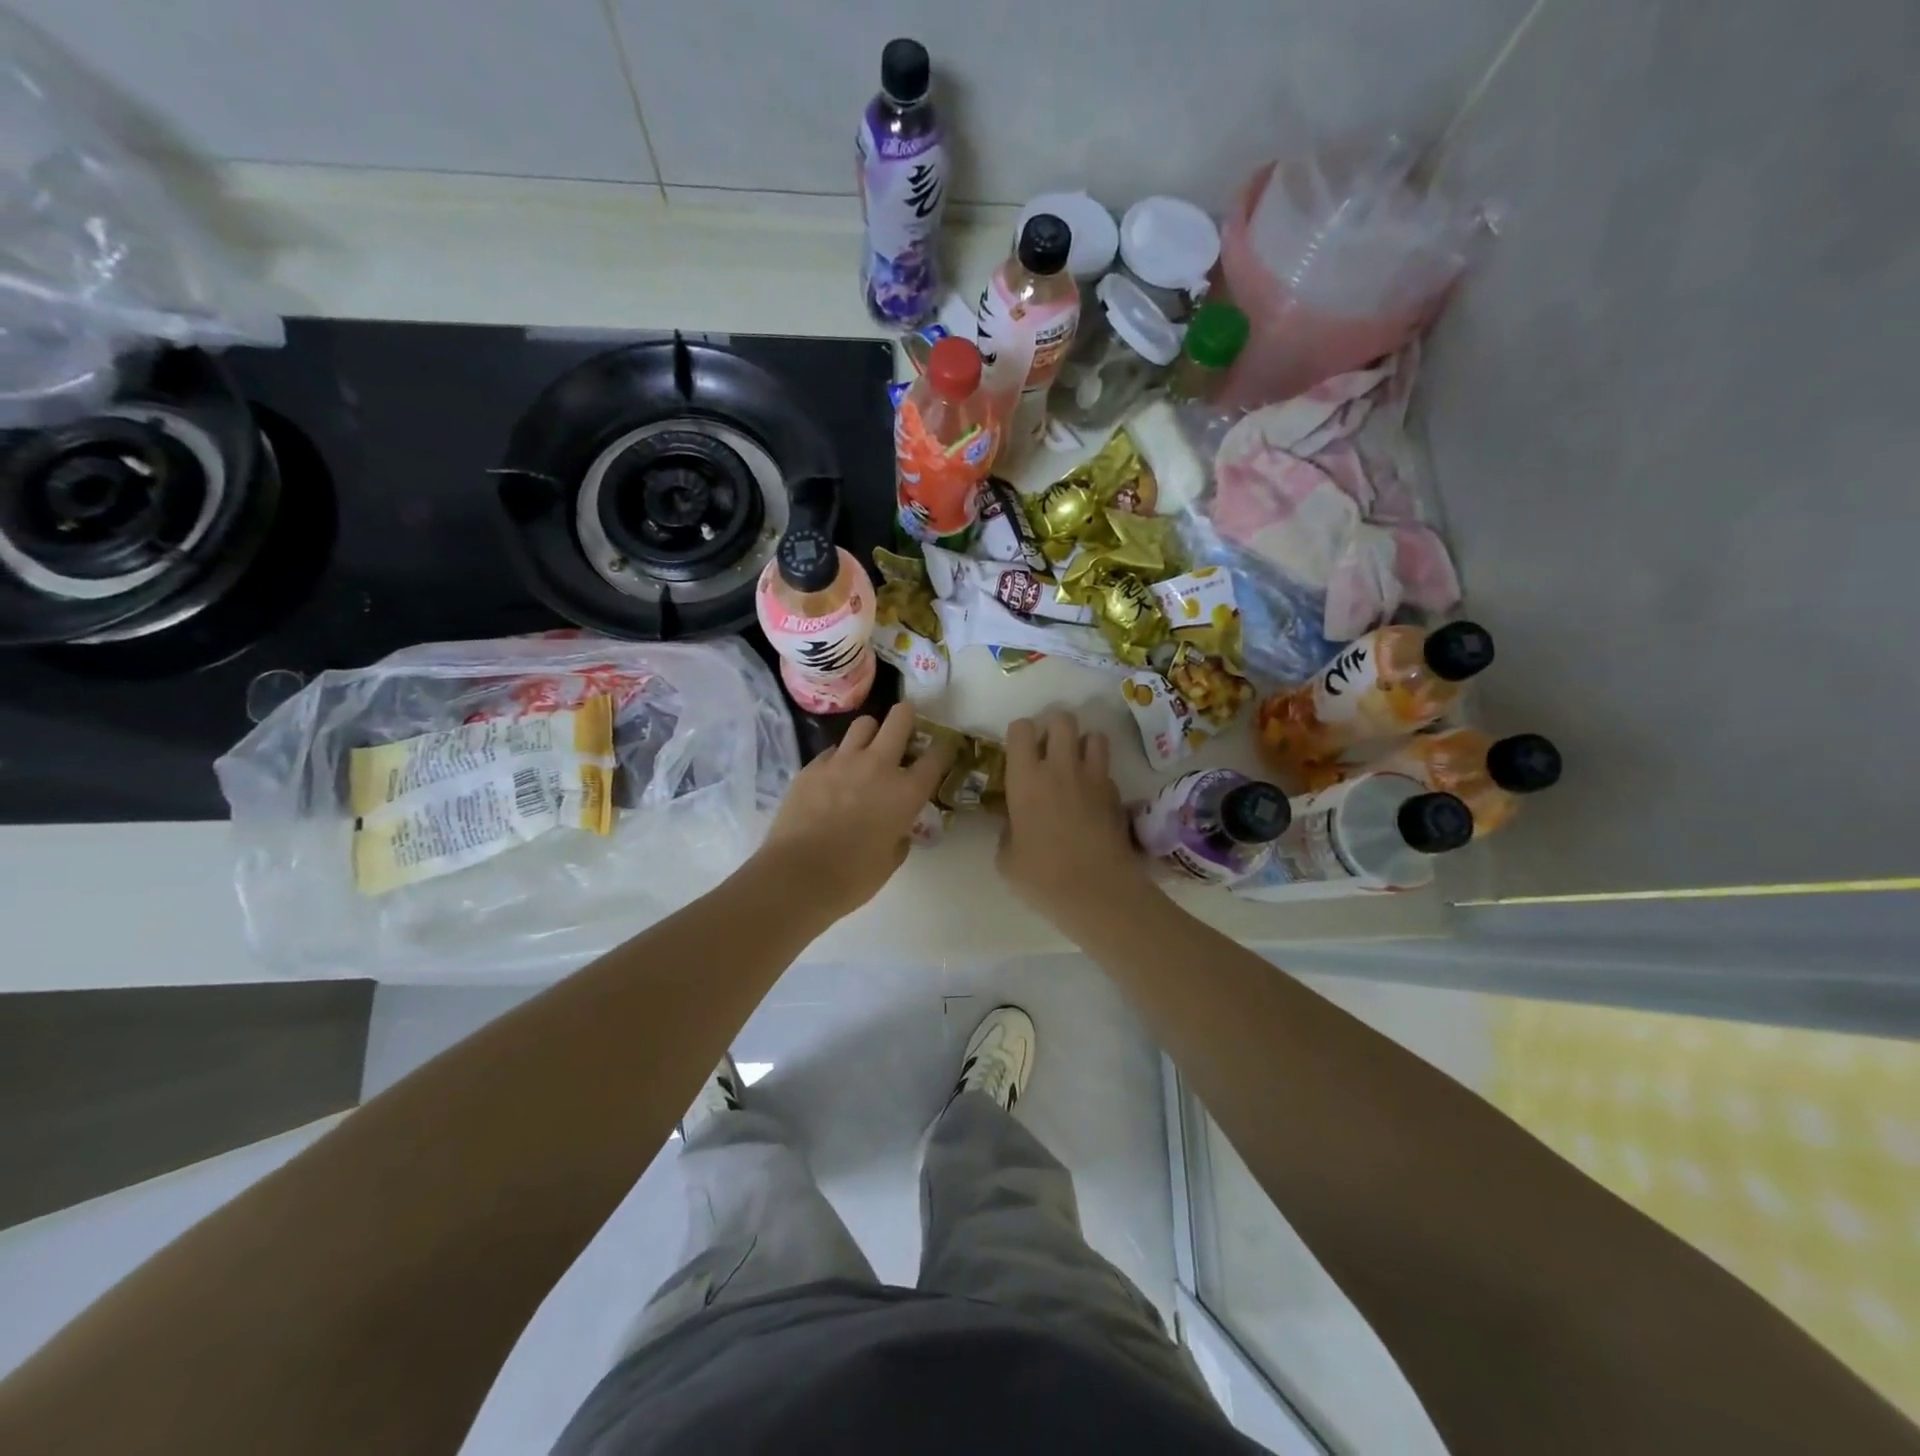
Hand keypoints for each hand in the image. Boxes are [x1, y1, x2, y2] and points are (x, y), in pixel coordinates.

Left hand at [756, 702, 954, 919]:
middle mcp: (878, 766)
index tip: (945, 747)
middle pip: (899, 719)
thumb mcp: (890, 861)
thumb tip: (897, 830)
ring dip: (872, 732)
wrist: (796, 875)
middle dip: (907, 717)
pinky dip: (840, 757)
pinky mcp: (812, 766)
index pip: (937, 755)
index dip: (945, 748)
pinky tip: (835, 777)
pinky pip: (833, 750)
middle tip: (906, 727)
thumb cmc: (851, 877)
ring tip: (868, 749)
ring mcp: (842, 761)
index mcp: (906, 792)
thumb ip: (899, 837)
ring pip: (864, 724)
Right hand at [998, 711, 1154, 929]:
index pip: (1022, 728)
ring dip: (1083, 744)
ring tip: (1075, 766)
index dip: (1019, 734)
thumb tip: (1017, 823)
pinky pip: (1107, 771)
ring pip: (1095, 735)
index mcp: (1026, 778)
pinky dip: (1099, 777)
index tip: (1018, 753)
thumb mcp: (1006, 858)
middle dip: (1054, 727)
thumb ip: (1009, 830)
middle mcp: (1061, 768)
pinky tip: (1092, 800)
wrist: (1097, 892)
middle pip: (1063, 719)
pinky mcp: (1117, 795)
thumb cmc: (1042, 876)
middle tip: (1047, 752)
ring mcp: (1094, 778)